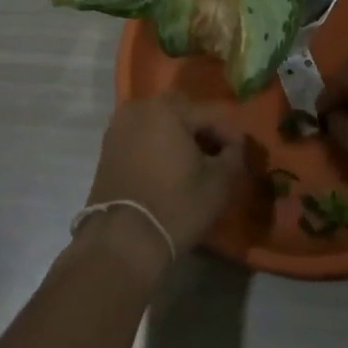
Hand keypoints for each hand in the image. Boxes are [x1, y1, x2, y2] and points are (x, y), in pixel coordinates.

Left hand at [82, 94, 242, 274]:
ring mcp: (120, 125)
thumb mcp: (218, 185)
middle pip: (182, 109)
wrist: (122, 240)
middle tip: (214, 155)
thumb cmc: (175, 208)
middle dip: (201, 127)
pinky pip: (140, 133)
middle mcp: (141, 108)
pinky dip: (155, 142)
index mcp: (169, 110)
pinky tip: (165, 167)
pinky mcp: (108, 145)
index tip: (239, 156)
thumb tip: (235, 146)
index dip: (229, 134)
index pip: (211, 113)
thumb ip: (233, 157)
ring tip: (190, 162)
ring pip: (158, 119)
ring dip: (176, 133)